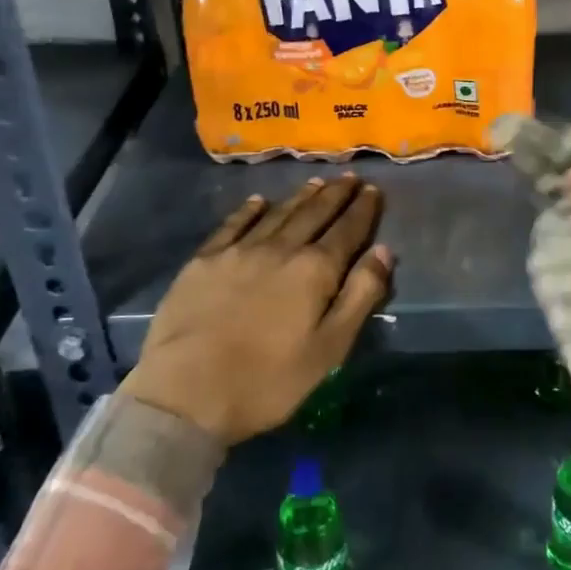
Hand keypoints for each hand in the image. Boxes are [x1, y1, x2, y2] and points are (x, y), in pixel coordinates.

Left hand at [123, 176, 392, 443]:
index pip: (347, 231)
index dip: (362, 210)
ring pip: (277, 213)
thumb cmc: (268, 380)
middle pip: (313, 214)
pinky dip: (249, 210)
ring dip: (300, 196)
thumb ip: (360, 296)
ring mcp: (238, 251)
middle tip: (349, 177)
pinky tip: (259, 201)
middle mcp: (280, 249)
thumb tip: (384, 251)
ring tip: (316, 182)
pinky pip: (233, 224)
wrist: (186, 393)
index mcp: (314, 271)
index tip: (372, 190)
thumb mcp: (330, 348)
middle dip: (335, 194)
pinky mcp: (204, 261)